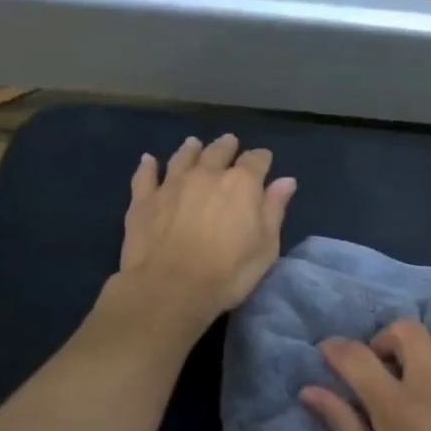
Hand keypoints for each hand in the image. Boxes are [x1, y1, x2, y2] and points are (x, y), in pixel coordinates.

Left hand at [109, 134, 295, 334]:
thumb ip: (274, 210)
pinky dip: (148, 165)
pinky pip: (145, 175)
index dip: (261, 159)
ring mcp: (172, 184)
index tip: (264, 161)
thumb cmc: (227, 273)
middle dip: (226, 146)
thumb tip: (286, 180)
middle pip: (218, 151)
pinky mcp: (144, 199)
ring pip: (183, 157)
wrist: (169, 288)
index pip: (256, 161)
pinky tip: (148, 160)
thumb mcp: (265, 247)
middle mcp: (207, 174)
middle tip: (229, 142)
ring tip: (194, 143)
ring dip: (190, 149)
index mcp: (241, 184)